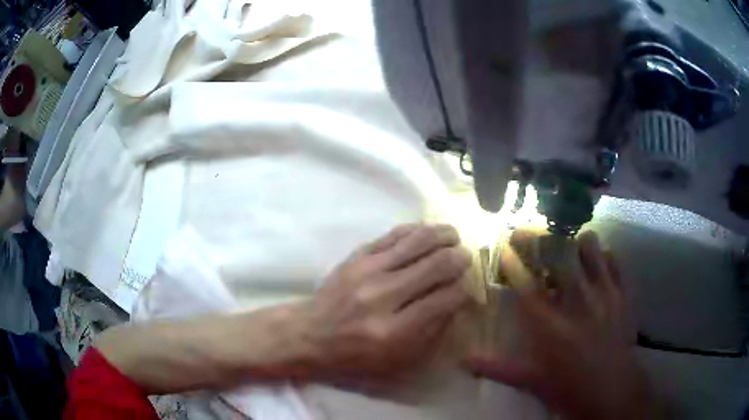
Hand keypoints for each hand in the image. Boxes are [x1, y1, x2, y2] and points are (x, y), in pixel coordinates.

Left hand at [93, 224, 471, 393]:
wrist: (307, 335)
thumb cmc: (352, 355)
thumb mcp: (396, 360)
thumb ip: (430, 331)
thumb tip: (455, 300)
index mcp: (396, 329)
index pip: (447, 298)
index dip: (465, 289)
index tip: (468, 287)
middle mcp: (384, 296)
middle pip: (437, 264)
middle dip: (460, 259)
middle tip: (466, 259)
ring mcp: (368, 271)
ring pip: (418, 241)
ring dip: (442, 236)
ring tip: (453, 237)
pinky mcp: (356, 256)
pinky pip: (394, 235)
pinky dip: (416, 230)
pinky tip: (426, 232)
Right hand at [467, 230, 657, 419]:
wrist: (613, 390)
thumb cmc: (569, 388)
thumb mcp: (532, 381)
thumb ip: (497, 367)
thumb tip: (463, 361)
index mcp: (549, 324)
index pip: (524, 281)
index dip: (511, 259)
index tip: (504, 247)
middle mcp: (575, 300)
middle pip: (556, 252)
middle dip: (537, 237)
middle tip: (528, 235)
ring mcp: (602, 292)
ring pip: (588, 245)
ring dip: (573, 243)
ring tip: (565, 251)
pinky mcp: (621, 292)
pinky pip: (611, 258)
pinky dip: (599, 256)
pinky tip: (593, 266)